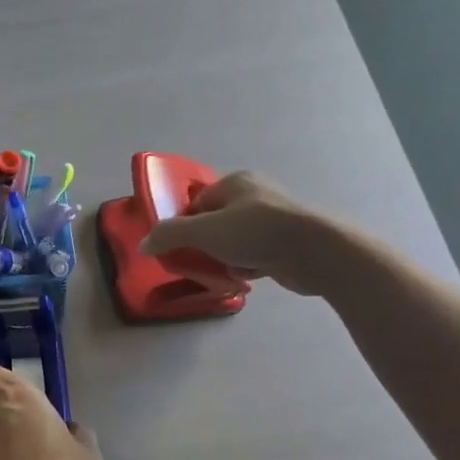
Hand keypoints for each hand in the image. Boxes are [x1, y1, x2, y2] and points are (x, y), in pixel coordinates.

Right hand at [140, 171, 335, 295]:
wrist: (315, 252)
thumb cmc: (256, 232)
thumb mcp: (204, 231)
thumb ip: (170, 235)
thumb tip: (144, 244)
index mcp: (236, 182)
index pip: (197, 202)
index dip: (184, 224)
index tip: (178, 247)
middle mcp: (255, 195)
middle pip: (214, 222)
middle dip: (205, 245)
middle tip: (198, 262)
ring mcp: (273, 219)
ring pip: (233, 241)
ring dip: (225, 258)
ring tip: (225, 271)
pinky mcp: (286, 242)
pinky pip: (254, 254)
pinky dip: (247, 266)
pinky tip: (247, 276)